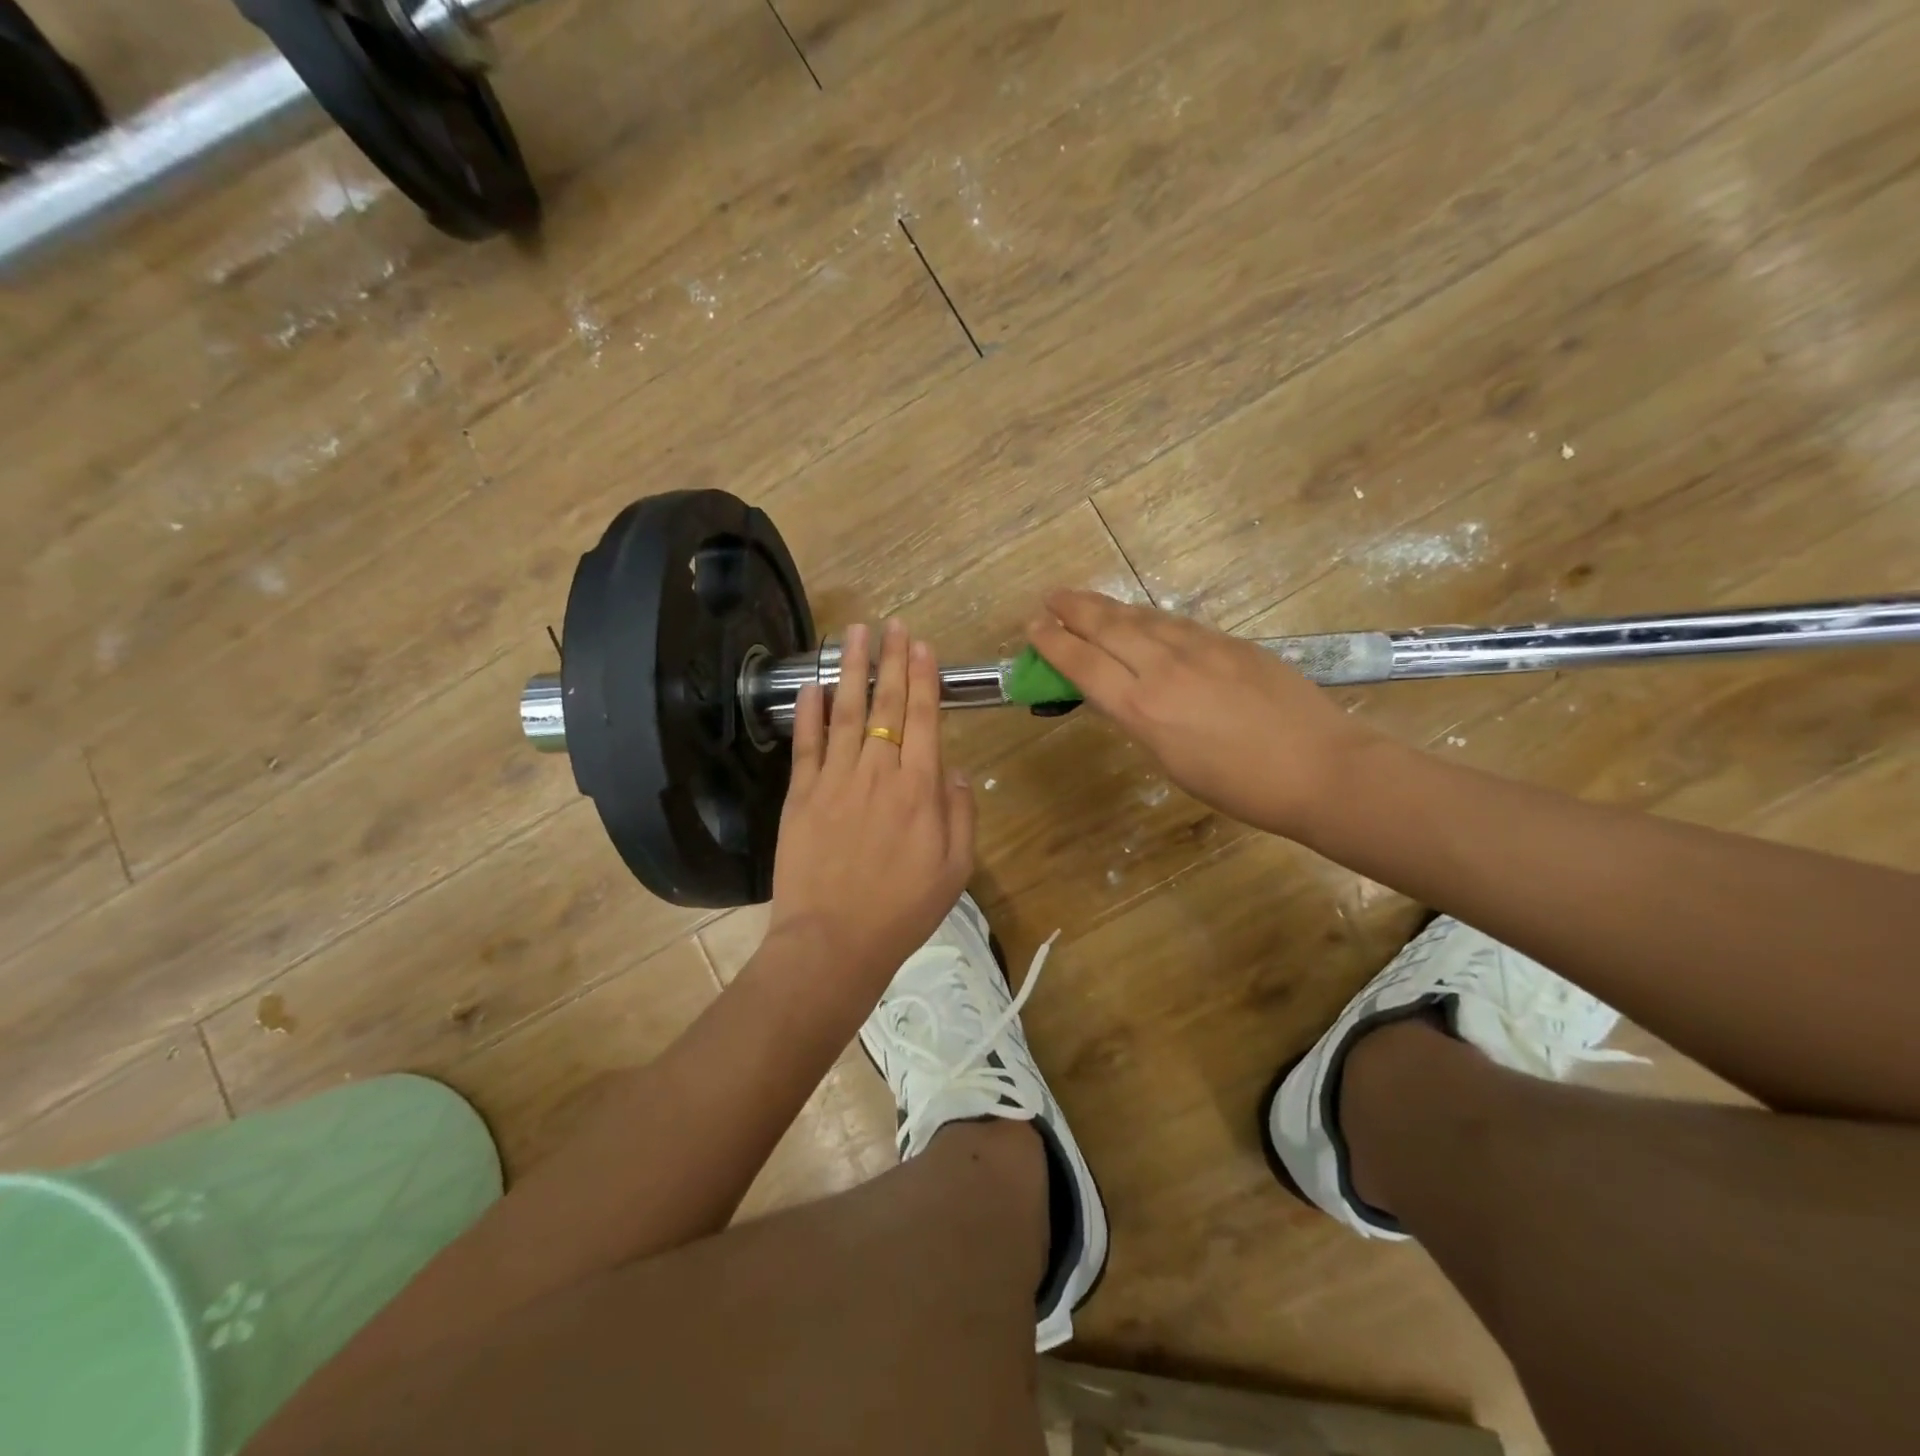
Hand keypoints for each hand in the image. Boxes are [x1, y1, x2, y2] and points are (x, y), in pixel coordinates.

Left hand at [764, 619, 975, 1004]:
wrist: (834, 942)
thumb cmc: (903, 910)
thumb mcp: (955, 868)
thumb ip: (960, 813)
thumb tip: (953, 769)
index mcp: (919, 790)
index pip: (924, 719)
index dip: (923, 679)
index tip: (921, 646)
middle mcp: (878, 773)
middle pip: (887, 706)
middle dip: (891, 661)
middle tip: (892, 624)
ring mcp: (835, 781)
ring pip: (845, 713)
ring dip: (851, 670)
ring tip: (853, 634)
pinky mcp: (800, 796)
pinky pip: (805, 744)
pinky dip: (808, 712)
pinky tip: (811, 684)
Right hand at [1028, 591, 1381, 837]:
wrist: (1319, 768)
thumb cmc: (1239, 786)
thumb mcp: (1171, 762)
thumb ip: (1141, 720)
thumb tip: (1122, 694)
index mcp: (1143, 709)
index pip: (1083, 664)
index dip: (1053, 643)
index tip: (1033, 628)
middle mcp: (1164, 669)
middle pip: (1107, 628)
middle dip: (1072, 610)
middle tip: (1050, 599)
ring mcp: (1200, 649)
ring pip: (1142, 618)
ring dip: (1107, 607)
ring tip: (1084, 600)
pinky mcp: (1230, 642)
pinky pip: (1176, 623)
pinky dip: (1147, 617)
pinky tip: (1141, 618)